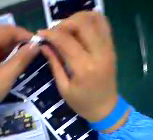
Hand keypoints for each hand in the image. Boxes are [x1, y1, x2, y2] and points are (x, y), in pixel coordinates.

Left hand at [0, 25, 39, 118]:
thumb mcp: (6, 77)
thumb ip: (21, 60)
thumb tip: (36, 46)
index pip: (8, 30)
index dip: (26, 36)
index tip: (40, 45)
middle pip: (4, 35)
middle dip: (20, 43)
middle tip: (35, 53)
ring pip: (1, 43)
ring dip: (15, 49)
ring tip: (27, 57)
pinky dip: (7, 55)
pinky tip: (15, 61)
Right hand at [38, 12, 126, 129]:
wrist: (104, 108)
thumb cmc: (81, 103)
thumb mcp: (63, 88)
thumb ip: (55, 65)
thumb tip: (45, 47)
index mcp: (83, 68)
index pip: (66, 41)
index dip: (51, 34)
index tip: (40, 33)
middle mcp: (99, 53)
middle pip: (82, 23)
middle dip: (63, 23)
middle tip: (53, 33)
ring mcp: (108, 49)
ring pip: (95, 18)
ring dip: (77, 19)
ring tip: (65, 30)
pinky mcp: (112, 48)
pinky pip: (103, 25)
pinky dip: (90, 20)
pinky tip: (79, 30)